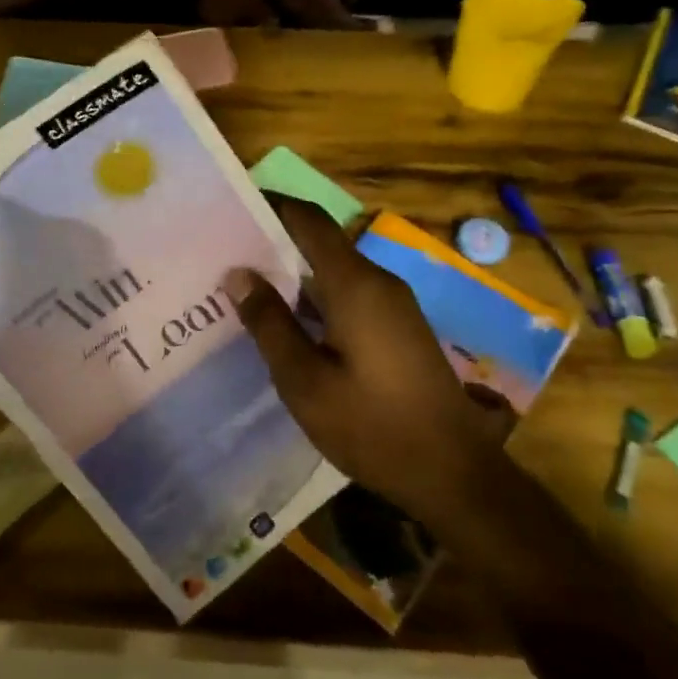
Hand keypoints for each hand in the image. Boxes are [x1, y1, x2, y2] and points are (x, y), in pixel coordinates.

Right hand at [225, 197, 515, 525]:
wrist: (452, 472)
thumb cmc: (371, 425)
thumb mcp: (305, 380)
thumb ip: (270, 323)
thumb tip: (238, 274)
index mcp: (355, 285)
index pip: (309, 221)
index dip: (273, 206)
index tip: (232, 208)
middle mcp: (378, 282)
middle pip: (320, 244)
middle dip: (274, 244)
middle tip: (225, 257)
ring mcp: (393, 305)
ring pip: (333, 273)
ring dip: (293, 276)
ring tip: (246, 289)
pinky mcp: (398, 329)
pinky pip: (348, 296)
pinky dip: (315, 300)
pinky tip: (287, 323)